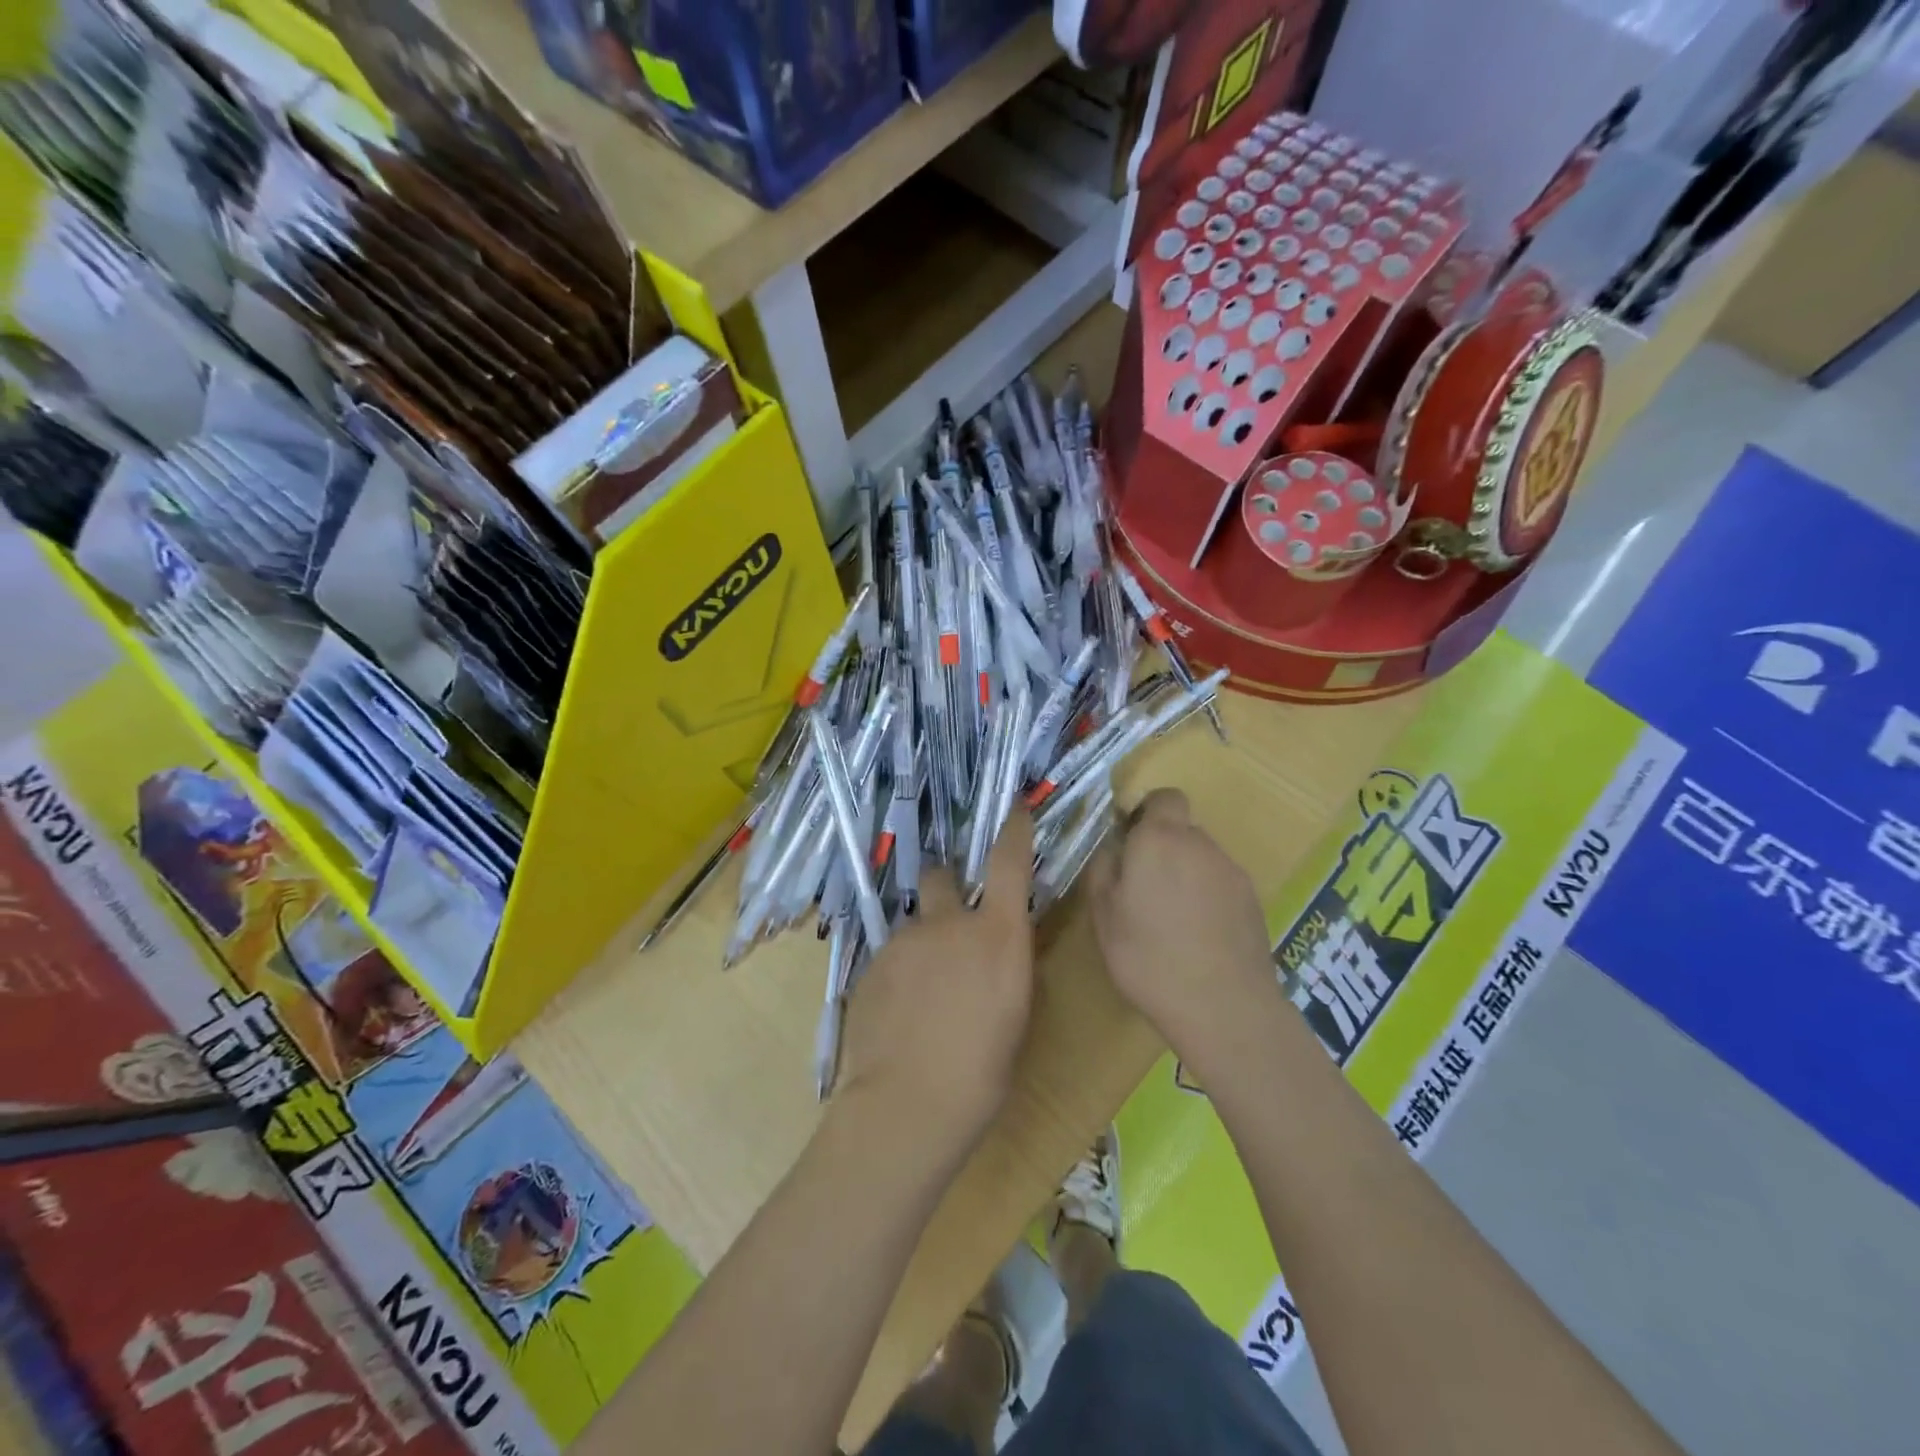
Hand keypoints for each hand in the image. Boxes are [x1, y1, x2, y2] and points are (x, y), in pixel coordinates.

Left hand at [835, 811, 1036, 1157]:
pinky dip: (900, 970)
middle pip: (942, 875)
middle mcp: (947, 923)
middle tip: (951, 920)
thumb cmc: (983, 1071)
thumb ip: (1008, 964)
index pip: (1009, 861)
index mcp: (996, 934)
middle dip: (947, 886)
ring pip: (914, 923)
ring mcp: (903, 940)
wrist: (910, 1104)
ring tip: (923, 992)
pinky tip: (900, 1012)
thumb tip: (1003, 947)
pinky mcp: (871, 964)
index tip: (1013, 807)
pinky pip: (891, 955)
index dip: (1012, 829)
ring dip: (923, 941)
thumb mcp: (1016, 1014)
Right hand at [1088, 789, 1278, 1063]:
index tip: (1131, 842)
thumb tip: (1114, 848)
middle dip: (1162, 851)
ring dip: (1185, 877)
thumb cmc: (1148, 956)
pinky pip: (1221, 887)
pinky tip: (1198, 938)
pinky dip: (1207, 900)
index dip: (1148, 812)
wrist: (1223, 1006)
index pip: (1164, 797)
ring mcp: (1232, 873)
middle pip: (1181, 831)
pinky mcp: (1253, 902)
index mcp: (1160, 839)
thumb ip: (1104, 869)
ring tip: (1170, 922)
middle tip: (1142, 892)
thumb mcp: (1103, 915)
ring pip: (1201, 860)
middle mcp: (1201, 845)